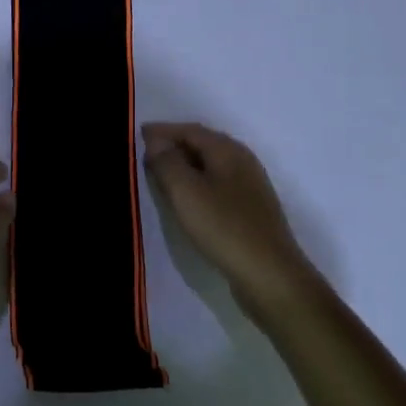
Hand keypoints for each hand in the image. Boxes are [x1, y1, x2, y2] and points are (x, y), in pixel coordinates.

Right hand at [141, 122, 314, 301]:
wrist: (269, 275)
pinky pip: (216, 186)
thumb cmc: (224, 228)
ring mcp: (249, 187)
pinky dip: (195, 185)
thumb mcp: (186, 192)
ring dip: (183, 167)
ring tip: (158, 177)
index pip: (190, 130)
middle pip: (202, 144)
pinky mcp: (249, 211)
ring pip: (209, 166)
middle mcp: (242, 161)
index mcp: (228, 151)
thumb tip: (155, 140)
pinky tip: (185, 200)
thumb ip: (167, 162)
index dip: (162, 131)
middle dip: (172, 146)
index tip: (136, 137)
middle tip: (143, 156)